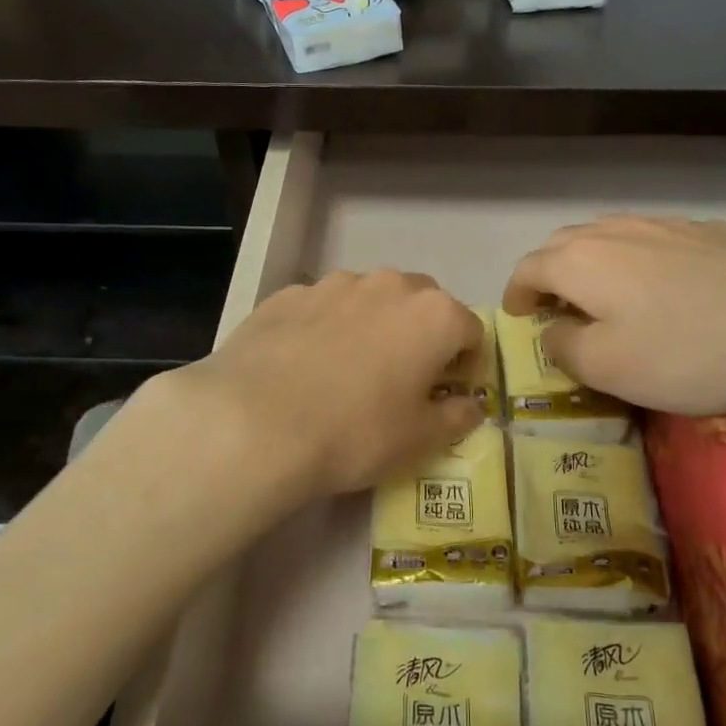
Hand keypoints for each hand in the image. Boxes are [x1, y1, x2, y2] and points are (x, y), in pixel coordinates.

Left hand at [154, 268, 484, 512]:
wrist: (254, 423)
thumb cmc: (355, 433)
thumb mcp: (420, 440)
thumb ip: (456, 417)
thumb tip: (469, 405)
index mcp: (433, 315)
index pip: (471, 330)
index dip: (466, 364)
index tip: (448, 393)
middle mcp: (388, 285)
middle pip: (422, 303)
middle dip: (422, 334)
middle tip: (402, 378)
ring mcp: (333, 284)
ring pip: (369, 299)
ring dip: (373, 325)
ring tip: (347, 371)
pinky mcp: (287, 295)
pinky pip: (322, 308)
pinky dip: (325, 328)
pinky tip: (304, 366)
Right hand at [502, 215, 725, 415]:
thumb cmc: (686, 352)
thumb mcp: (607, 368)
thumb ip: (563, 347)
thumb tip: (553, 330)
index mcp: (580, 261)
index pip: (528, 269)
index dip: (516, 293)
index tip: (517, 316)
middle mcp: (615, 231)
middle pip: (564, 244)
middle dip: (549, 273)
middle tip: (555, 307)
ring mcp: (665, 224)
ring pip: (610, 235)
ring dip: (592, 262)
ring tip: (604, 293)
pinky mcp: (709, 231)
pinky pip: (654, 239)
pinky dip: (638, 259)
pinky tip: (664, 286)